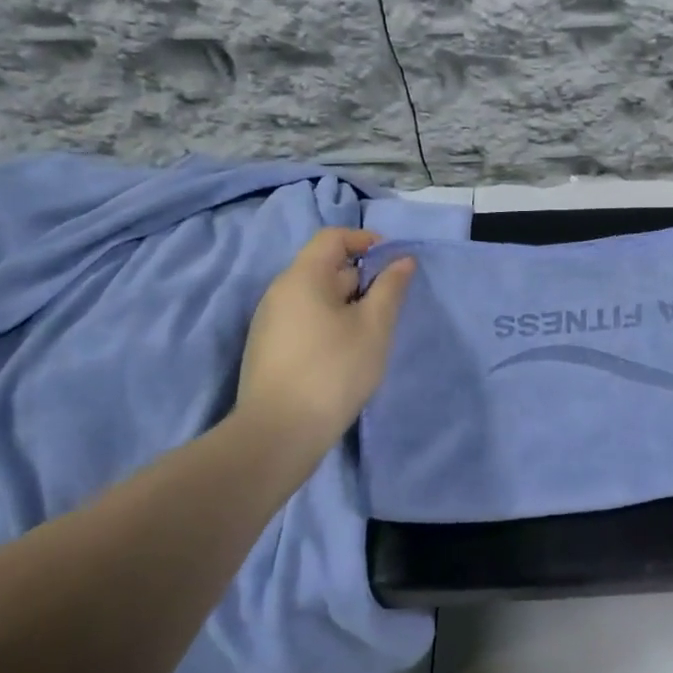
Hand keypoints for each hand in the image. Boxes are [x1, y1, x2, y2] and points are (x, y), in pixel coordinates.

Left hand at [232, 228, 414, 454]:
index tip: (393, 261)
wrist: (278, 434)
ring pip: (316, 297)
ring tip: (372, 333)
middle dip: (362, 277)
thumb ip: (391, 288)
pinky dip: (330, 323)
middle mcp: (280, 292)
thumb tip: (402, 261)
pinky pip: (305, 320)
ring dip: (348, 304)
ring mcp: (270, 322)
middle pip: (325, 267)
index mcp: (302, 277)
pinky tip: (347, 353)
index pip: (333, 238)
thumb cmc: (334, 370)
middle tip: (390, 305)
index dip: (365, 241)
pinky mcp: (269, 349)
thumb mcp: (374, 327)